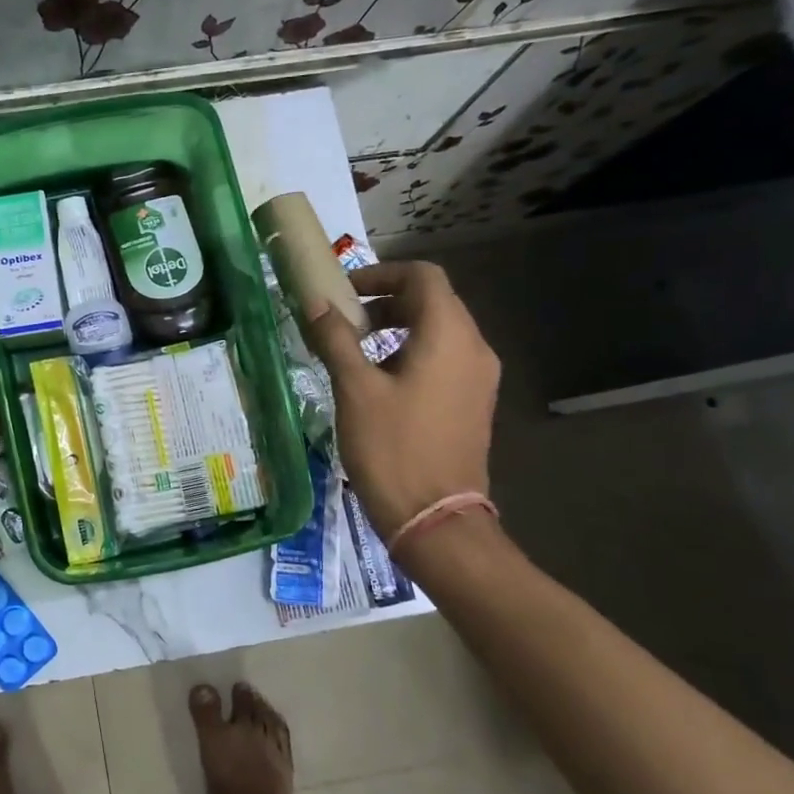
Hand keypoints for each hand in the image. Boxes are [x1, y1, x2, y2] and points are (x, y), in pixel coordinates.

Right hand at [300, 260, 500, 542]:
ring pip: (439, 331)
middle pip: (433, 301)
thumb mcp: (355, 390)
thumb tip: (315, 304)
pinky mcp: (473, 402)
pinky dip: (411, 353)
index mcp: (449, 335)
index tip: (344, 292)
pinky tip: (379, 382)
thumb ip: (335, 339)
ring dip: (397, 328)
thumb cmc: (392, 448)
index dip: (381, 274)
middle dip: (386, 302)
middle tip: (344, 321)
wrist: (435, 519)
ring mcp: (479, 378)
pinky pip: (444, 359)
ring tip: (354, 351)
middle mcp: (474, 348)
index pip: (423, 276)